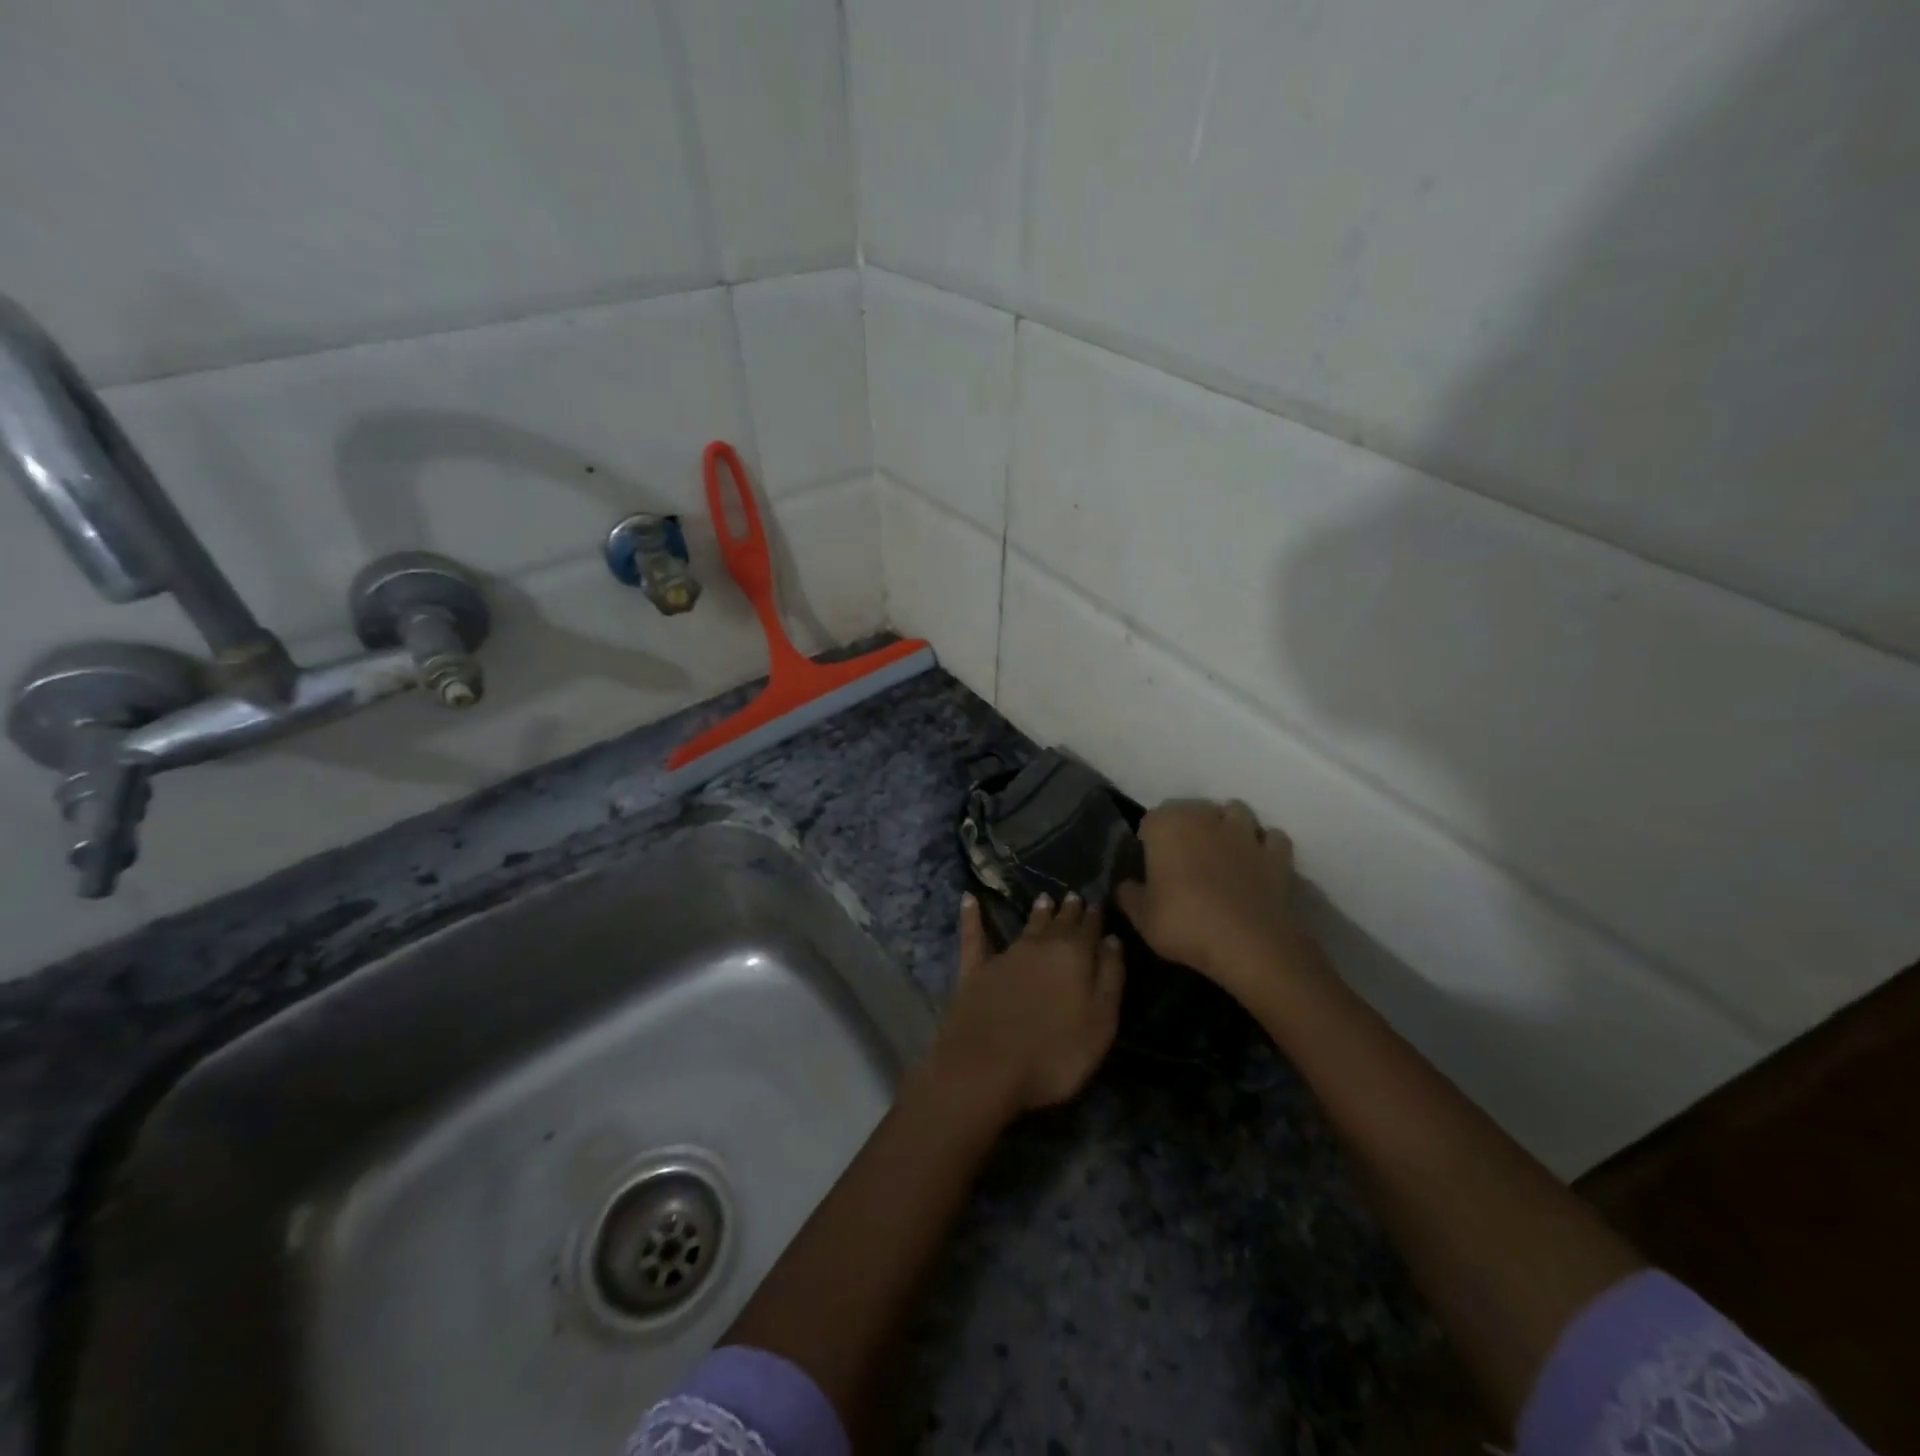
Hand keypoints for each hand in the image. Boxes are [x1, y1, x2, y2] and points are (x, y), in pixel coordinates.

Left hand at [928, 892, 1124, 1116]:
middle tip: (1074, 897)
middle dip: (1069, 910)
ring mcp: (1006, 955)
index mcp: (1075, 955)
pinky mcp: (975, 969)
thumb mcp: (1101, 1022)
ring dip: (1038, 913)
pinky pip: (974, 935)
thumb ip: (1110, 977)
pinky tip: (969, 899)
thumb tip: (1112, 939)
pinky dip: (972, 916)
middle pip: (1059, 922)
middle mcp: (1041, 945)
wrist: (986, 1068)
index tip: (1097, 903)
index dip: (1095, 916)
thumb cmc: (1055, 1054)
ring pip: (1026, 926)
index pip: (1089, 928)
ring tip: (1045, 899)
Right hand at [1114, 799, 1307, 997]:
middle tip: (1183, 858)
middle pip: (1193, 809)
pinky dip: (1264, 846)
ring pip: (1235, 812)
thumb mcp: (1141, 917)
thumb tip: (1126, 885)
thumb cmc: (1184, 923)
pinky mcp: (1276, 853)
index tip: (1150, 863)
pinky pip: (1271, 838)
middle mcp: (1205, 817)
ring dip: (1228, 825)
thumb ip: (1129, 894)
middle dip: (1188, 826)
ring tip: (1222, 850)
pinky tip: (1257, 862)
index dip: (1150, 840)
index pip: (1151, 819)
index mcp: (1167, 825)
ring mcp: (1244, 833)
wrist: (1247, 945)